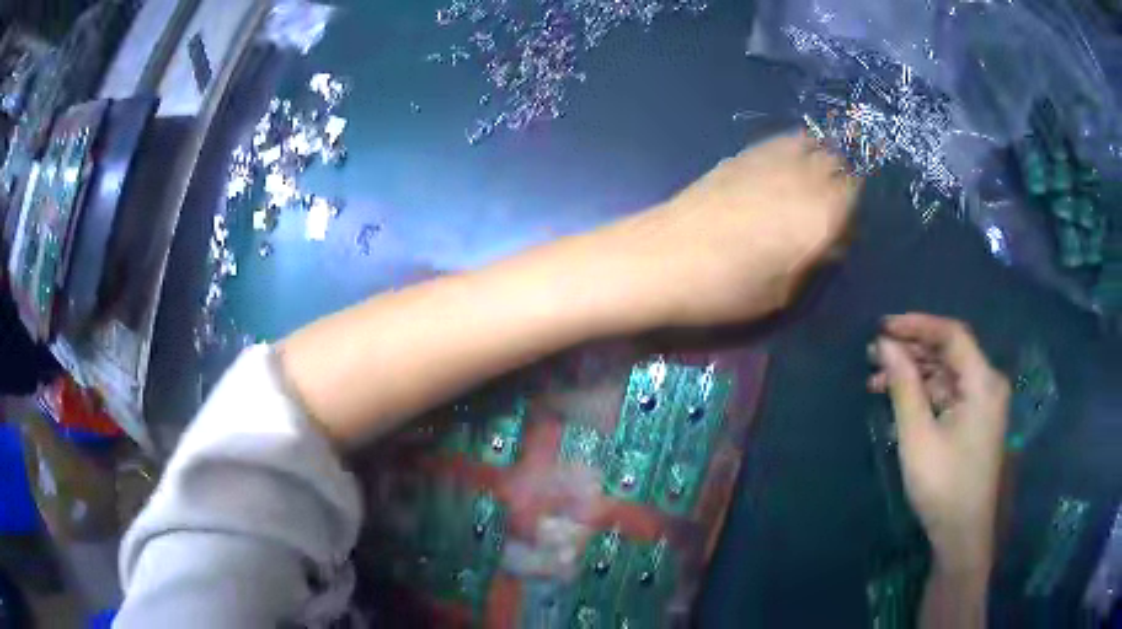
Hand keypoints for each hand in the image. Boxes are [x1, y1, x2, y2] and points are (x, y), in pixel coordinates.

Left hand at [606, 132, 859, 327]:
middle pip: (839, 163)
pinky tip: (781, 172)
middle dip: (842, 181)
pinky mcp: (741, 155)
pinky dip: (792, 150)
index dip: (856, 209)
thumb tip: (831, 241)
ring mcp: (771, 158)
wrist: (661, 260)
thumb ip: (817, 260)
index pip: (859, 193)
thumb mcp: (786, 292)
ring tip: (809, 186)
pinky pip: (781, 141)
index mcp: (823, 212)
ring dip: (819, 160)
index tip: (845, 228)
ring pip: (812, 144)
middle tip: (830, 208)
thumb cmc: (729, 289)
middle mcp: (804, 175)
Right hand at [868, 314, 1009, 575]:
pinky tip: (898, 398)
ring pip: (946, 372)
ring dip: (914, 372)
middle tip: (875, 354)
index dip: (916, 325)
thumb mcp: (918, 436)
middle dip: (911, 350)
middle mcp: (987, 384)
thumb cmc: (943, 486)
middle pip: (949, 351)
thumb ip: (904, 386)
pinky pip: (948, 393)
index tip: (882, 328)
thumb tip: (885, 345)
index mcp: (983, 382)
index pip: (951, 335)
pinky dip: (924, 392)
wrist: (961, 534)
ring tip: (877, 379)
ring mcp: (982, 402)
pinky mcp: (974, 419)